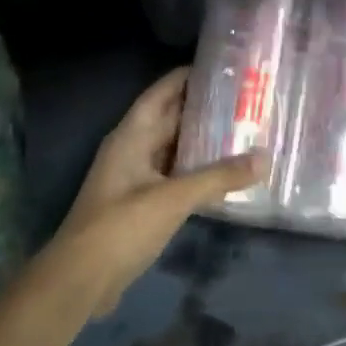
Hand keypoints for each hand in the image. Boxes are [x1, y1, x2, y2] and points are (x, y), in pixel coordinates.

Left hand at [42, 69, 264, 315]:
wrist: (81, 279)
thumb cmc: (121, 227)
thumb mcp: (173, 198)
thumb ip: (219, 177)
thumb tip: (264, 158)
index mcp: (131, 136)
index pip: (161, 93)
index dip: (187, 77)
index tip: (223, 66)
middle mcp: (133, 150)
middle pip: (171, 119)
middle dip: (204, 109)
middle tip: (246, 100)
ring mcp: (136, 178)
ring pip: (175, 150)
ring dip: (203, 142)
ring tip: (244, 131)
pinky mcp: (142, 204)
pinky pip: (175, 176)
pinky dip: (198, 171)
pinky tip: (226, 173)